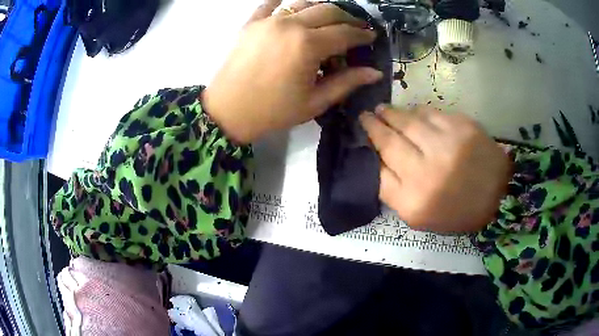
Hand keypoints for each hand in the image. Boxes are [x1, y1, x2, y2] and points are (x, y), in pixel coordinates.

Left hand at [203, 0, 382, 143]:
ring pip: (303, 2)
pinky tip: (290, 5)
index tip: (372, 36)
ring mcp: (268, 20)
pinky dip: (282, 1)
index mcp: (308, 45)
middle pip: (328, 11)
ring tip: (330, 18)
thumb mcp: (314, 102)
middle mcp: (290, 24)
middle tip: (356, 26)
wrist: (227, 112)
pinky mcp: (251, 23)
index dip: (362, 34)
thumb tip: (375, 72)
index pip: (345, 33)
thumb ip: (346, 83)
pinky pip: (269, 3)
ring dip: (321, 8)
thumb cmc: (272, 111)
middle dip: (347, 18)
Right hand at [360, 105, 511, 232]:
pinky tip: (413, 114)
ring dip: (392, 113)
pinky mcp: (462, 127)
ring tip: (383, 110)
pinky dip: (418, 111)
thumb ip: (395, 192)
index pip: (377, 172)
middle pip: (389, 142)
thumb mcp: (420, 216)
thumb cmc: (457, 211)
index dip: (366, 150)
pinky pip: (431, 113)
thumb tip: (377, 161)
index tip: (360, 137)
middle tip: (365, 116)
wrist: (498, 196)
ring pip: (408, 121)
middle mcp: (427, 172)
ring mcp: (446, 145)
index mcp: (414, 201)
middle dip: (372, 126)